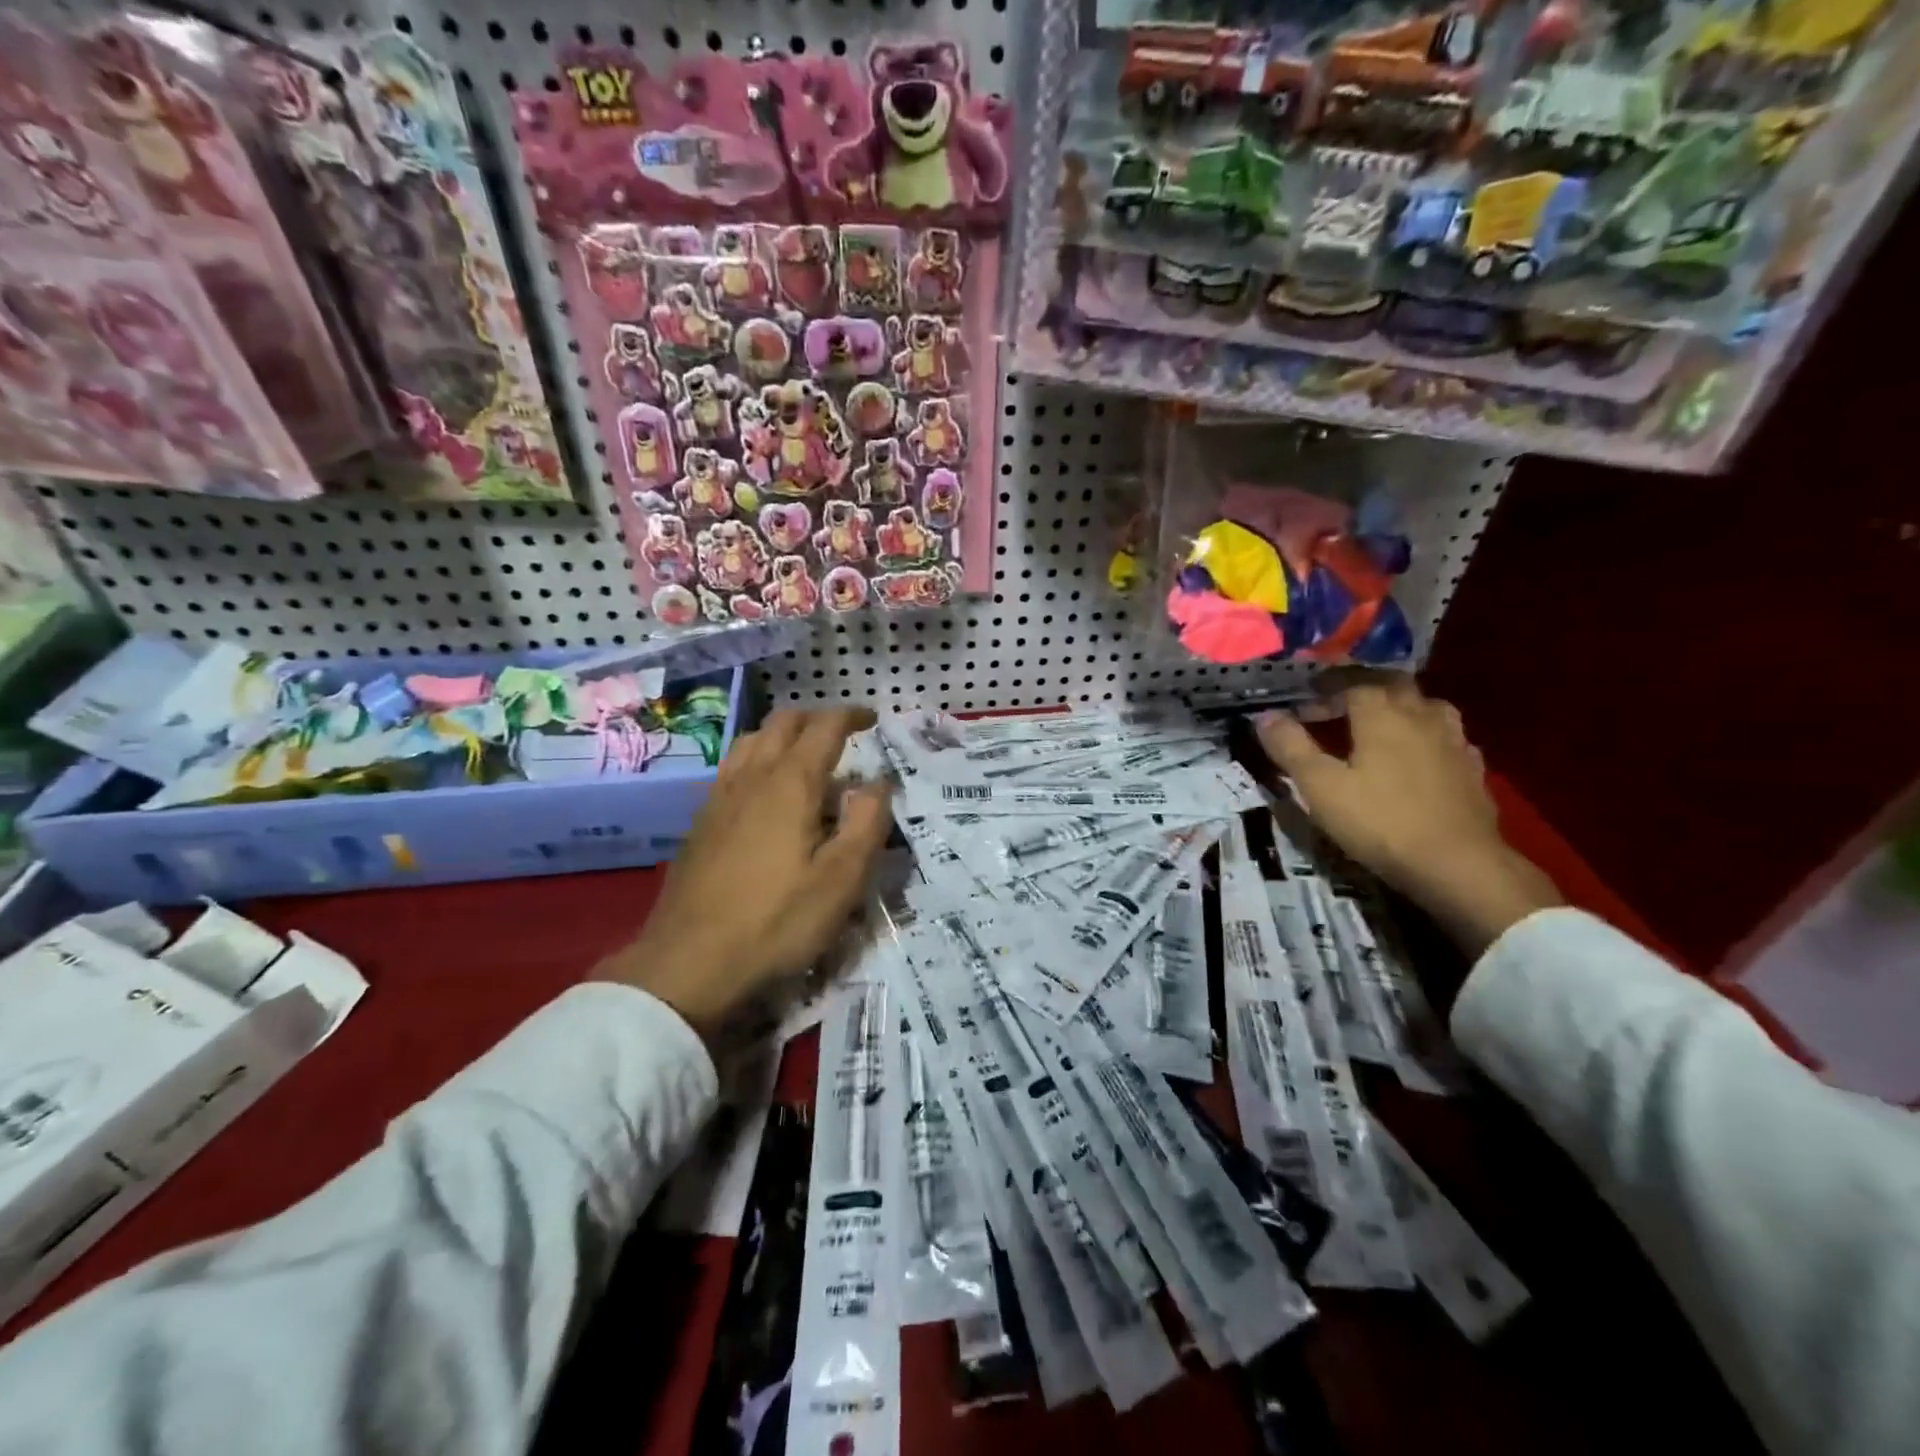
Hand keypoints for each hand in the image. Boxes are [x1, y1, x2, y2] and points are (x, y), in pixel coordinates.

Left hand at [595, 708, 892, 1040]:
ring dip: (782, 734)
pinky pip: (732, 767)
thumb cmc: (777, 920)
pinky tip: (763, 791)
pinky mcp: (701, 821)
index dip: (851, 716)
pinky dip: (758, 758)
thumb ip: (867, 824)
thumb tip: (878, 783)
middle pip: (783, 723)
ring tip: (804, 755)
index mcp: (791, 784)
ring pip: (752, 741)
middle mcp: (752, 777)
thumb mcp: (841, 880)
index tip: (872, 719)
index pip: (824, 727)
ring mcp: (719, 797)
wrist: (690, 960)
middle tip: (842, 733)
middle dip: (817, 718)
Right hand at [1256, 678, 1561, 953]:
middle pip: (1392, 685)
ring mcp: (1453, 740)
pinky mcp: (1472, 768)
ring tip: (1378, 726)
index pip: (1351, 681)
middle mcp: (1420, 714)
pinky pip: (1444, 736)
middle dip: (1363, 688)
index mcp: (1381, 713)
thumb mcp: (1320, 787)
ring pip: (1424, 706)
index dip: (1325, 687)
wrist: (1458, 865)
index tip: (1305, 699)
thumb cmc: (1380, 821)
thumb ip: (1291, 747)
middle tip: (1338, 705)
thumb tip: (1265, 716)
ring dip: (1398, 707)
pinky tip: (1416, 757)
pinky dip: (1424, 736)